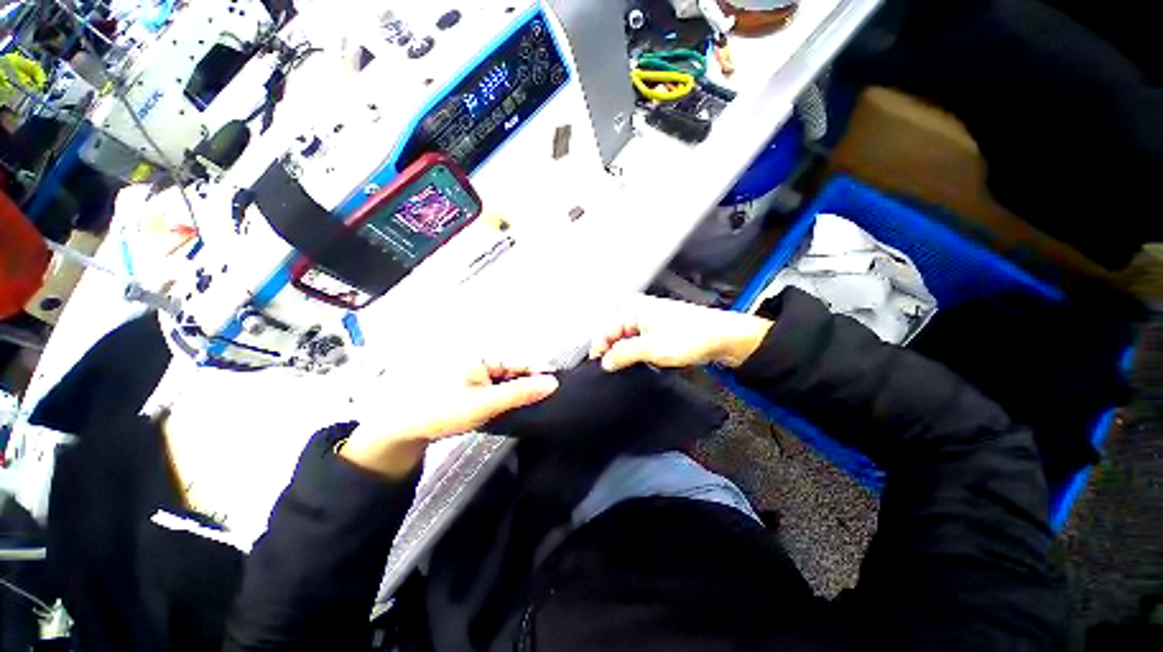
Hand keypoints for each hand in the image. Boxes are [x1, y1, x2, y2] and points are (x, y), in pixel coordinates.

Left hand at [339, 361, 558, 477]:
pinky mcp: (472, 385)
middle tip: (546, 402)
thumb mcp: (485, 403)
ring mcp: (476, 372)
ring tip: (532, 407)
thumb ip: (520, 393)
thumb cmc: (442, 410)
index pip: (521, 361)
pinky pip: (497, 388)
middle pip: (516, 370)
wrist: (403, 428)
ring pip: (508, 380)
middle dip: (530, 385)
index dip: (540, 372)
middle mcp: (481, 359)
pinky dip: (507, 398)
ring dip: (519, 393)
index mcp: (483, 355)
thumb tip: (553, 383)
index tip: (559, 387)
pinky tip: (512, 408)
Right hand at [589, 295, 772, 371]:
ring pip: (628, 339)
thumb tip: (606, 361)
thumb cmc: (693, 336)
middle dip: (614, 353)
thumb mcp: (651, 349)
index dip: (600, 351)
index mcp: (633, 309)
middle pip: (615, 334)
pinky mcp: (660, 328)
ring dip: (627, 354)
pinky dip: (638, 352)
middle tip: (616, 371)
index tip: (600, 368)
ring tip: (632, 367)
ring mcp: (651, 319)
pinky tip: (644, 362)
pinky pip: (640, 341)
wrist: (724, 337)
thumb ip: (623, 354)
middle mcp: (640, 311)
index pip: (605, 330)